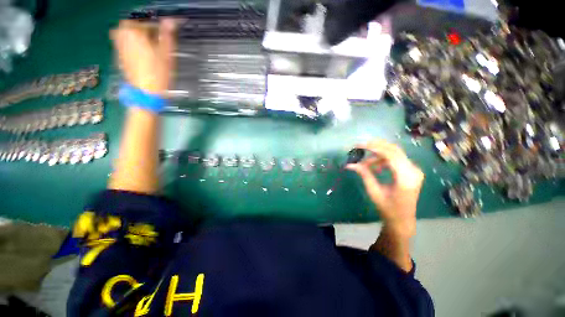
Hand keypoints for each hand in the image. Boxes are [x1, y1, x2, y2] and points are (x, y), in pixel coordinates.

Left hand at [111, 19, 175, 94]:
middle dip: (144, 29)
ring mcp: (118, 45)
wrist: (145, 93)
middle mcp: (123, 35)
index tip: (166, 35)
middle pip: (133, 25)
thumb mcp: (166, 54)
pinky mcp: (118, 55)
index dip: (158, 27)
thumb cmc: (158, 74)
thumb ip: (167, 35)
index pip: (148, 22)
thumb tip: (171, 20)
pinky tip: (139, 52)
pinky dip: (130, 42)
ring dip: (136, 34)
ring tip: (147, 44)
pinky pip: (122, 41)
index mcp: (135, 32)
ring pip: (126, 32)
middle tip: (155, 39)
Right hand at [346, 139, 423, 236]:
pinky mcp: (410, 171)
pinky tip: (374, 168)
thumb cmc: (388, 209)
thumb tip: (350, 164)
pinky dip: (383, 160)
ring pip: (394, 153)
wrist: (402, 220)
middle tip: (360, 146)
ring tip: (364, 164)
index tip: (359, 146)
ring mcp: (413, 170)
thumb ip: (364, 174)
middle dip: (375, 146)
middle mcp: (413, 171)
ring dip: (377, 155)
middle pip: (394, 150)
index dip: (374, 148)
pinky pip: (395, 159)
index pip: (391, 155)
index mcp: (405, 178)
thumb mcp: (374, 191)